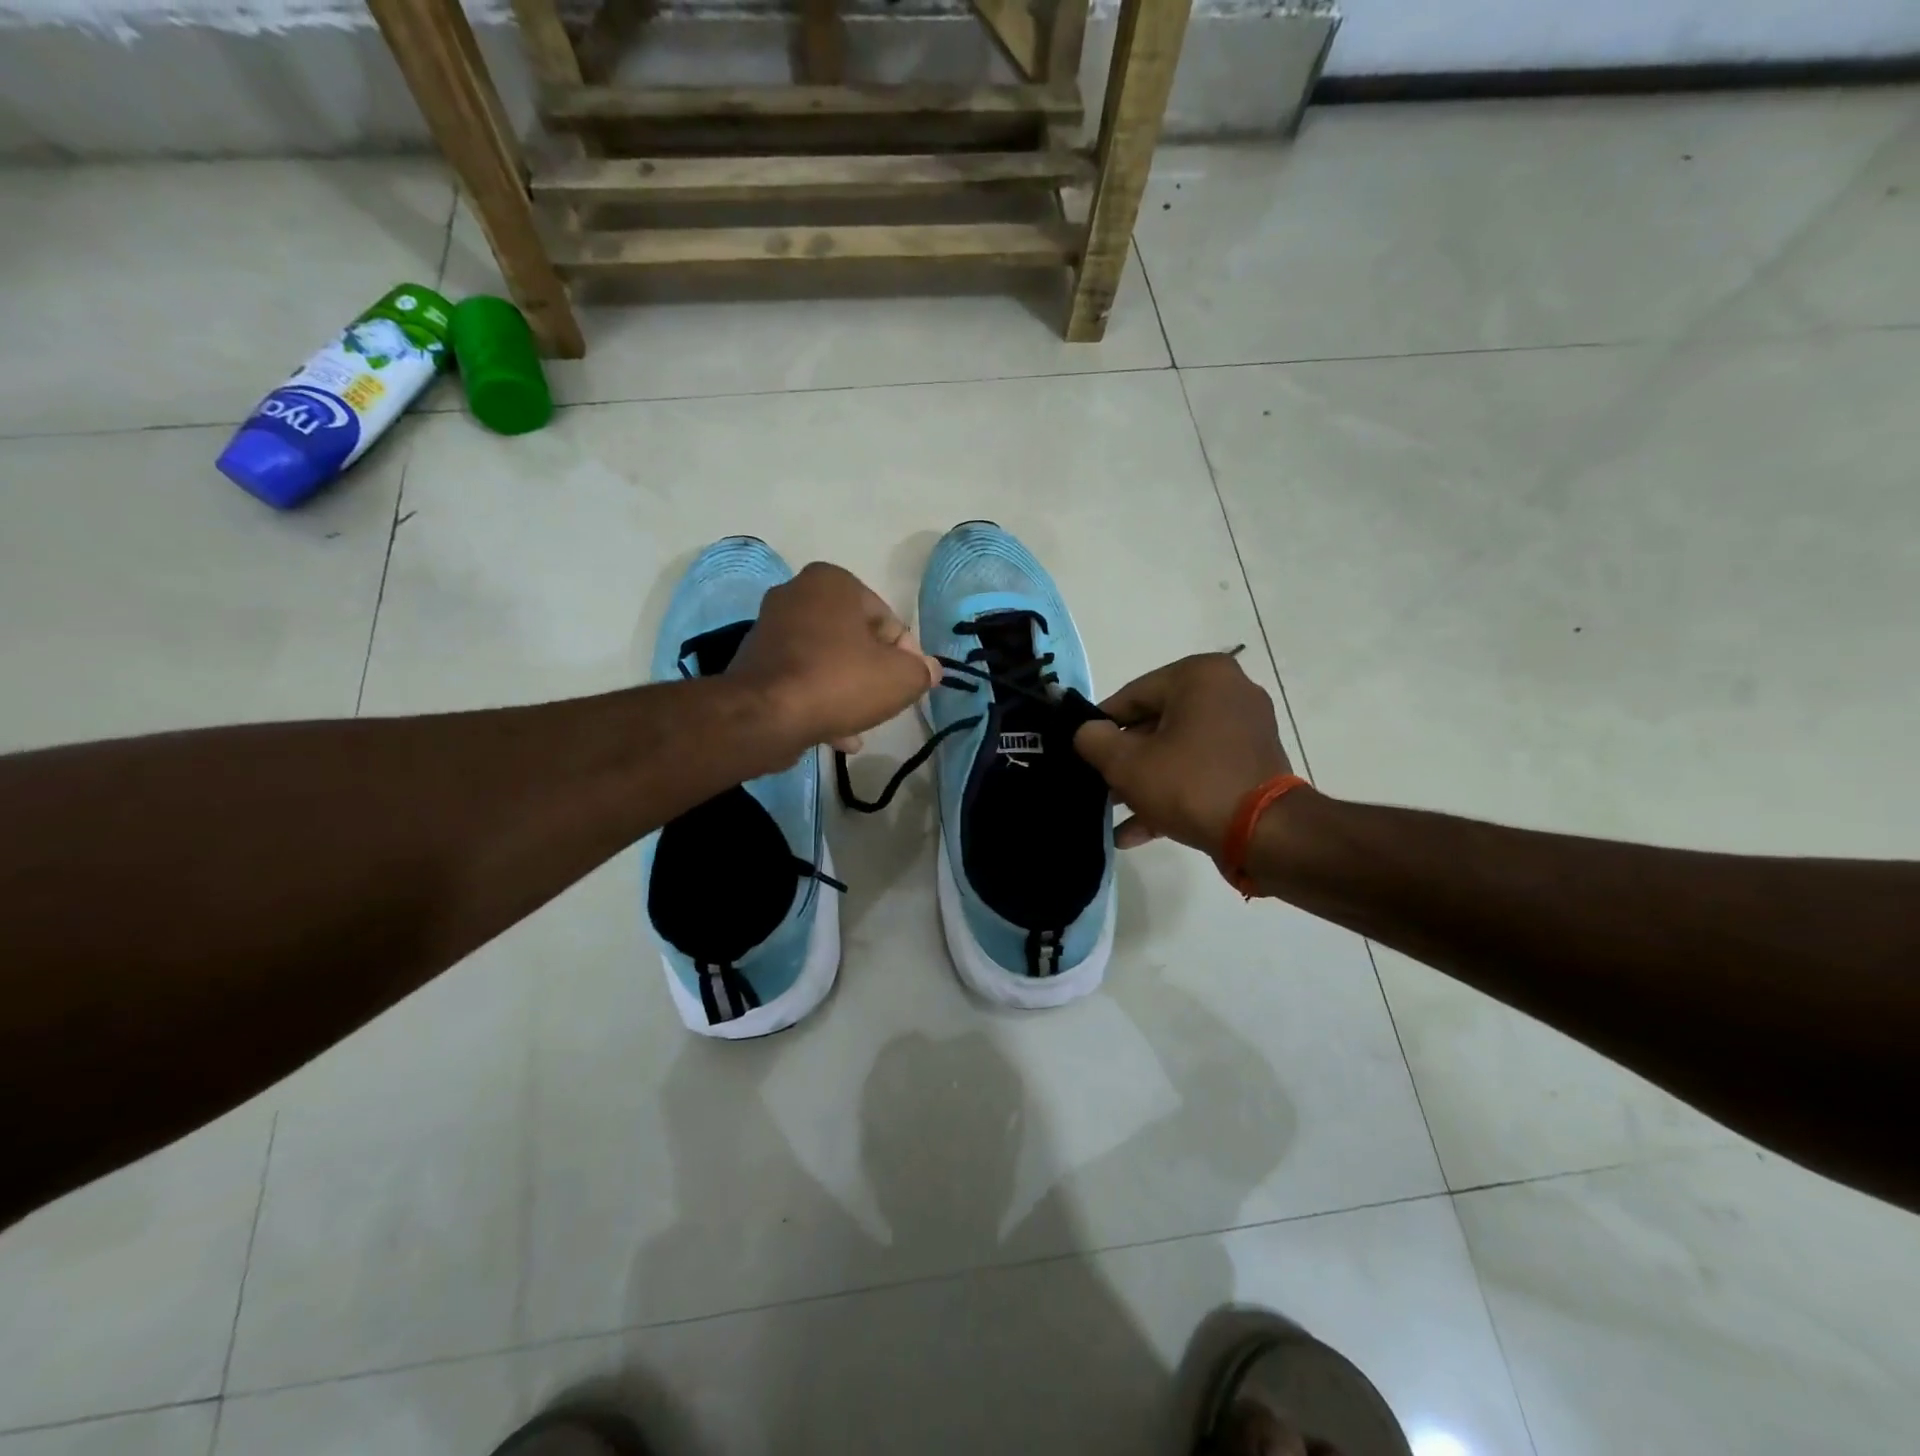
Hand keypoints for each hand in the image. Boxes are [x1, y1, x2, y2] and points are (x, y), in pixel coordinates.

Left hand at [728, 562, 938, 754]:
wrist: (765, 716)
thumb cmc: (839, 681)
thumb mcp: (900, 678)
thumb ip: (922, 671)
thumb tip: (929, 670)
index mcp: (833, 582)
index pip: (887, 620)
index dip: (905, 656)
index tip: (908, 684)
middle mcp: (797, 594)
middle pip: (854, 640)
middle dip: (872, 673)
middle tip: (884, 703)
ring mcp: (770, 628)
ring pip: (827, 662)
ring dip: (847, 691)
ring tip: (861, 725)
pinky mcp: (754, 662)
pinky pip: (800, 678)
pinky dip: (819, 700)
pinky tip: (837, 735)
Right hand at [1073, 653, 1293, 853]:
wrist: (1264, 834)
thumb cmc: (1190, 784)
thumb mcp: (1126, 763)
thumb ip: (1094, 740)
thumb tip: (1087, 732)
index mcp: (1200, 676)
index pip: (1132, 696)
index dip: (1100, 727)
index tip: (1083, 754)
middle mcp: (1228, 692)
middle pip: (1155, 724)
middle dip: (1124, 761)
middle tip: (1098, 788)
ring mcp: (1245, 729)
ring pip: (1177, 751)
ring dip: (1144, 782)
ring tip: (1114, 813)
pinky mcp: (1253, 763)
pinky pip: (1201, 770)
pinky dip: (1172, 793)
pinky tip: (1137, 830)